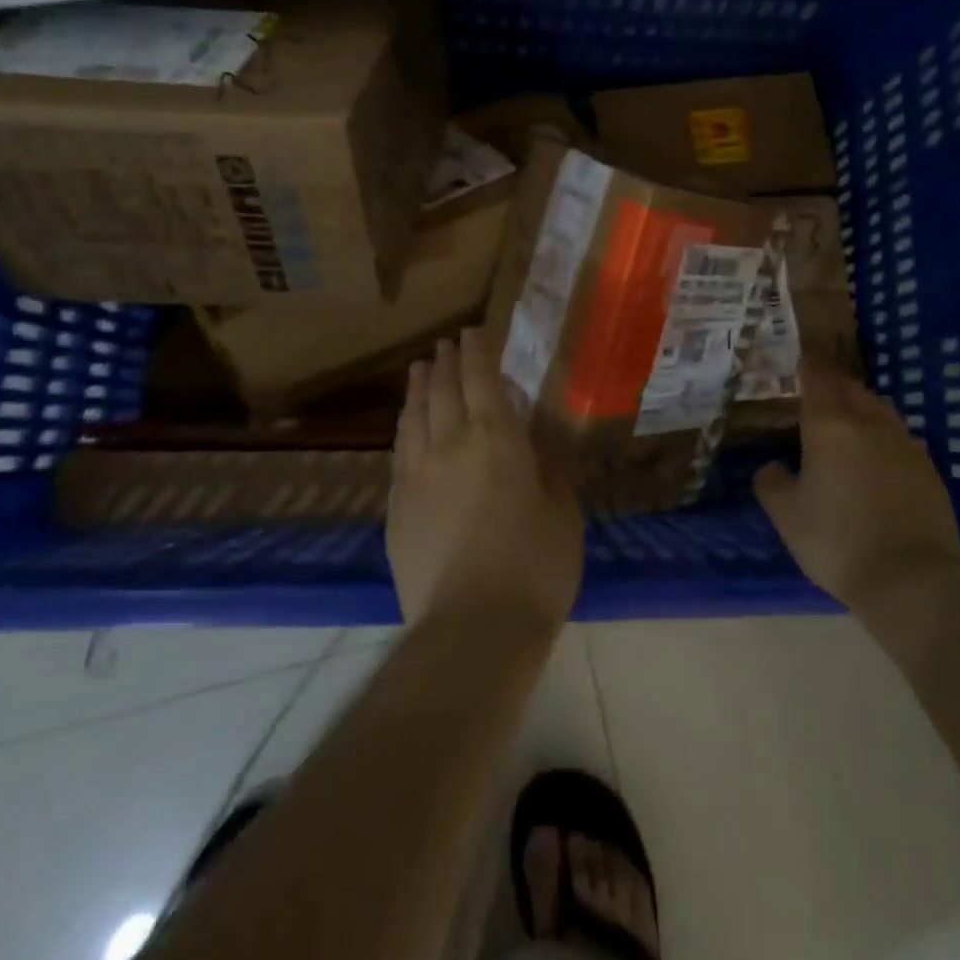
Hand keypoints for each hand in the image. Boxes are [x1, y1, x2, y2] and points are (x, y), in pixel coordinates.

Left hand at [389, 327, 583, 630]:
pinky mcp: (397, 506)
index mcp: (497, 439)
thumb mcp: (562, 510)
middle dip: (445, 362)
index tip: (474, 331)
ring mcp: (416, 474)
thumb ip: (547, 467)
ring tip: (420, 367)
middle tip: (447, 343)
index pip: (482, 379)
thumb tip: (532, 443)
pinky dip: (405, 425)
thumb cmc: (535, 566)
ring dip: (418, 386)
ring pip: (414, 415)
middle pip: (442, 390)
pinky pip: (399, 450)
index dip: (477, 351)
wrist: (472, 628)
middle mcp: (450, 444)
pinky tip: (407, 423)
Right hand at [754, 359, 959, 613]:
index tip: (801, 362)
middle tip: (819, 392)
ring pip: (881, 410)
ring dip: (863, 406)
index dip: (808, 368)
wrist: (912, 578)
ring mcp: (905, 446)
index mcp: (830, 427)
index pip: (818, 381)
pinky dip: (885, 435)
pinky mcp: (930, 470)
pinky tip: (880, 455)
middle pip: (852, 390)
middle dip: (834, 385)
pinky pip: (902, 438)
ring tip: (850, 418)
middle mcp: (870, 425)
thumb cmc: (837, 541)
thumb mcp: (787, 516)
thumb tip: (774, 467)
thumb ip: (772, 483)